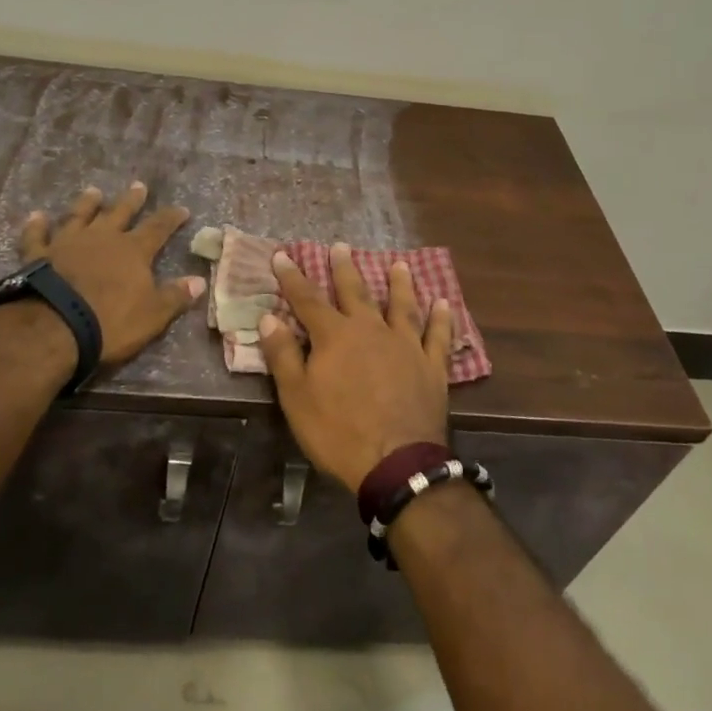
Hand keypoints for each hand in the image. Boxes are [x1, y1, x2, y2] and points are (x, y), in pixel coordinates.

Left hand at [20, 183, 204, 366]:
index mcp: (133, 251)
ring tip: (93, 191)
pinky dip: (36, 225)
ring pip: (80, 215)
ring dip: (87, 203)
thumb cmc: (110, 323)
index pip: (158, 228)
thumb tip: (199, 280)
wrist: (54, 328)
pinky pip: (37, 235)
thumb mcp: (152, 315)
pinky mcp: (39, 255)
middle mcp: (102, 238)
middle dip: (131, 200)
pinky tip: (36, 215)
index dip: (171, 218)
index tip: (181, 209)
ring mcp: (68, 242)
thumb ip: (175, 296)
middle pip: (120, 212)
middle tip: (139, 186)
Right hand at [257, 243, 454, 491]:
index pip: (307, 299)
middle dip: (345, 269)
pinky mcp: (431, 367)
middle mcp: (370, 330)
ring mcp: (405, 346)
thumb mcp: (297, 398)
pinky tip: (443, 303)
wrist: (397, 463)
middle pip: (355, 292)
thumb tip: (268, 318)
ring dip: (399, 284)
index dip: (292, 277)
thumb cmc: (338, 431)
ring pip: (401, 306)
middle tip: (341, 246)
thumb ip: (283, 355)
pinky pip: (437, 336)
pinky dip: (441, 318)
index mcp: (335, 336)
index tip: (281, 255)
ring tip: (399, 264)